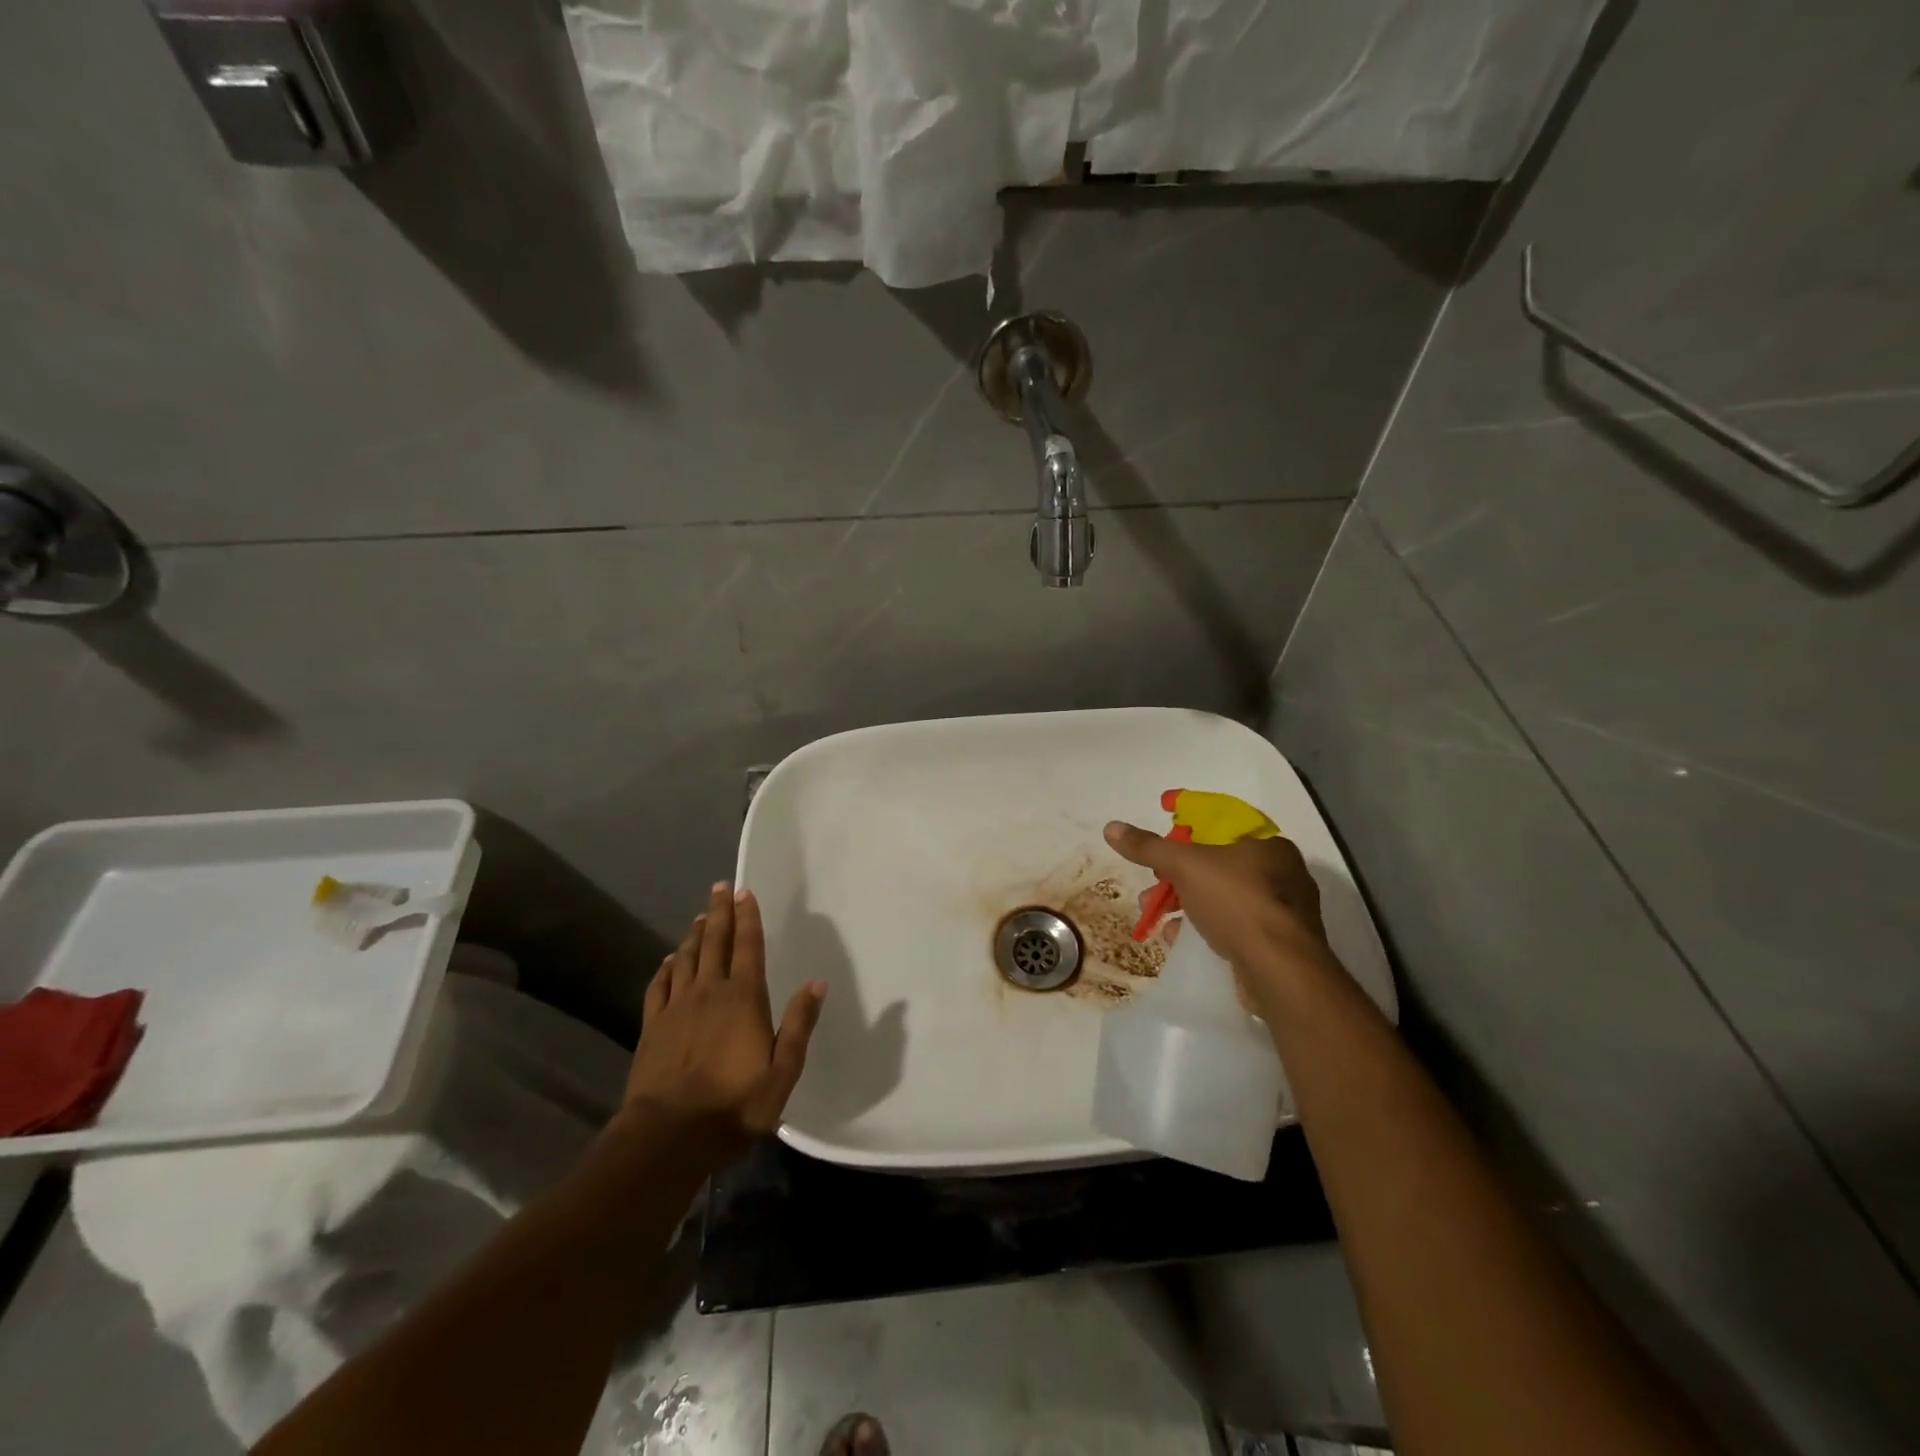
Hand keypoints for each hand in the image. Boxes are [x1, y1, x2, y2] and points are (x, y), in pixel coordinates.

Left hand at [621, 883, 826, 1169]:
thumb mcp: (783, 1070)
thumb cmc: (735, 1104)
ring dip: (695, 935)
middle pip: (715, 943)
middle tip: (720, 887)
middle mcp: (709, 992)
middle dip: (720, 913)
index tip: (744, 892)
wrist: (669, 1135)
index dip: (748, 918)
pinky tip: (669, 961)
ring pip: (686, 959)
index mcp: (744, 998)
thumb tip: (817, 982)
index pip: (748, 947)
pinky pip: (659, 986)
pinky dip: (666, 968)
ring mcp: (677, 1007)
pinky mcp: (652, 1026)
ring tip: (701, 917)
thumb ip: (799, 1024)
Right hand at [1103, 820, 1334, 993]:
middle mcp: (1280, 873)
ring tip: (1154, 914)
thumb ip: (1148, 847)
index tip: (1162, 823)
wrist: (1279, 970)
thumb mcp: (1185, 865)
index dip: (1188, 819)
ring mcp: (1281, 911)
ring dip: (1184, 901)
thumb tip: (1112, 828)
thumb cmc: (1236, 902)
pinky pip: (1232, 926)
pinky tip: (1177, 936)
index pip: (1223, 821)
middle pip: (1218, 862)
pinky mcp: (1276, 944)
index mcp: (1267, 844)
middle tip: (1154, 879)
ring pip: (1222, 896)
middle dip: (1177, 871)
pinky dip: (1202, 927)